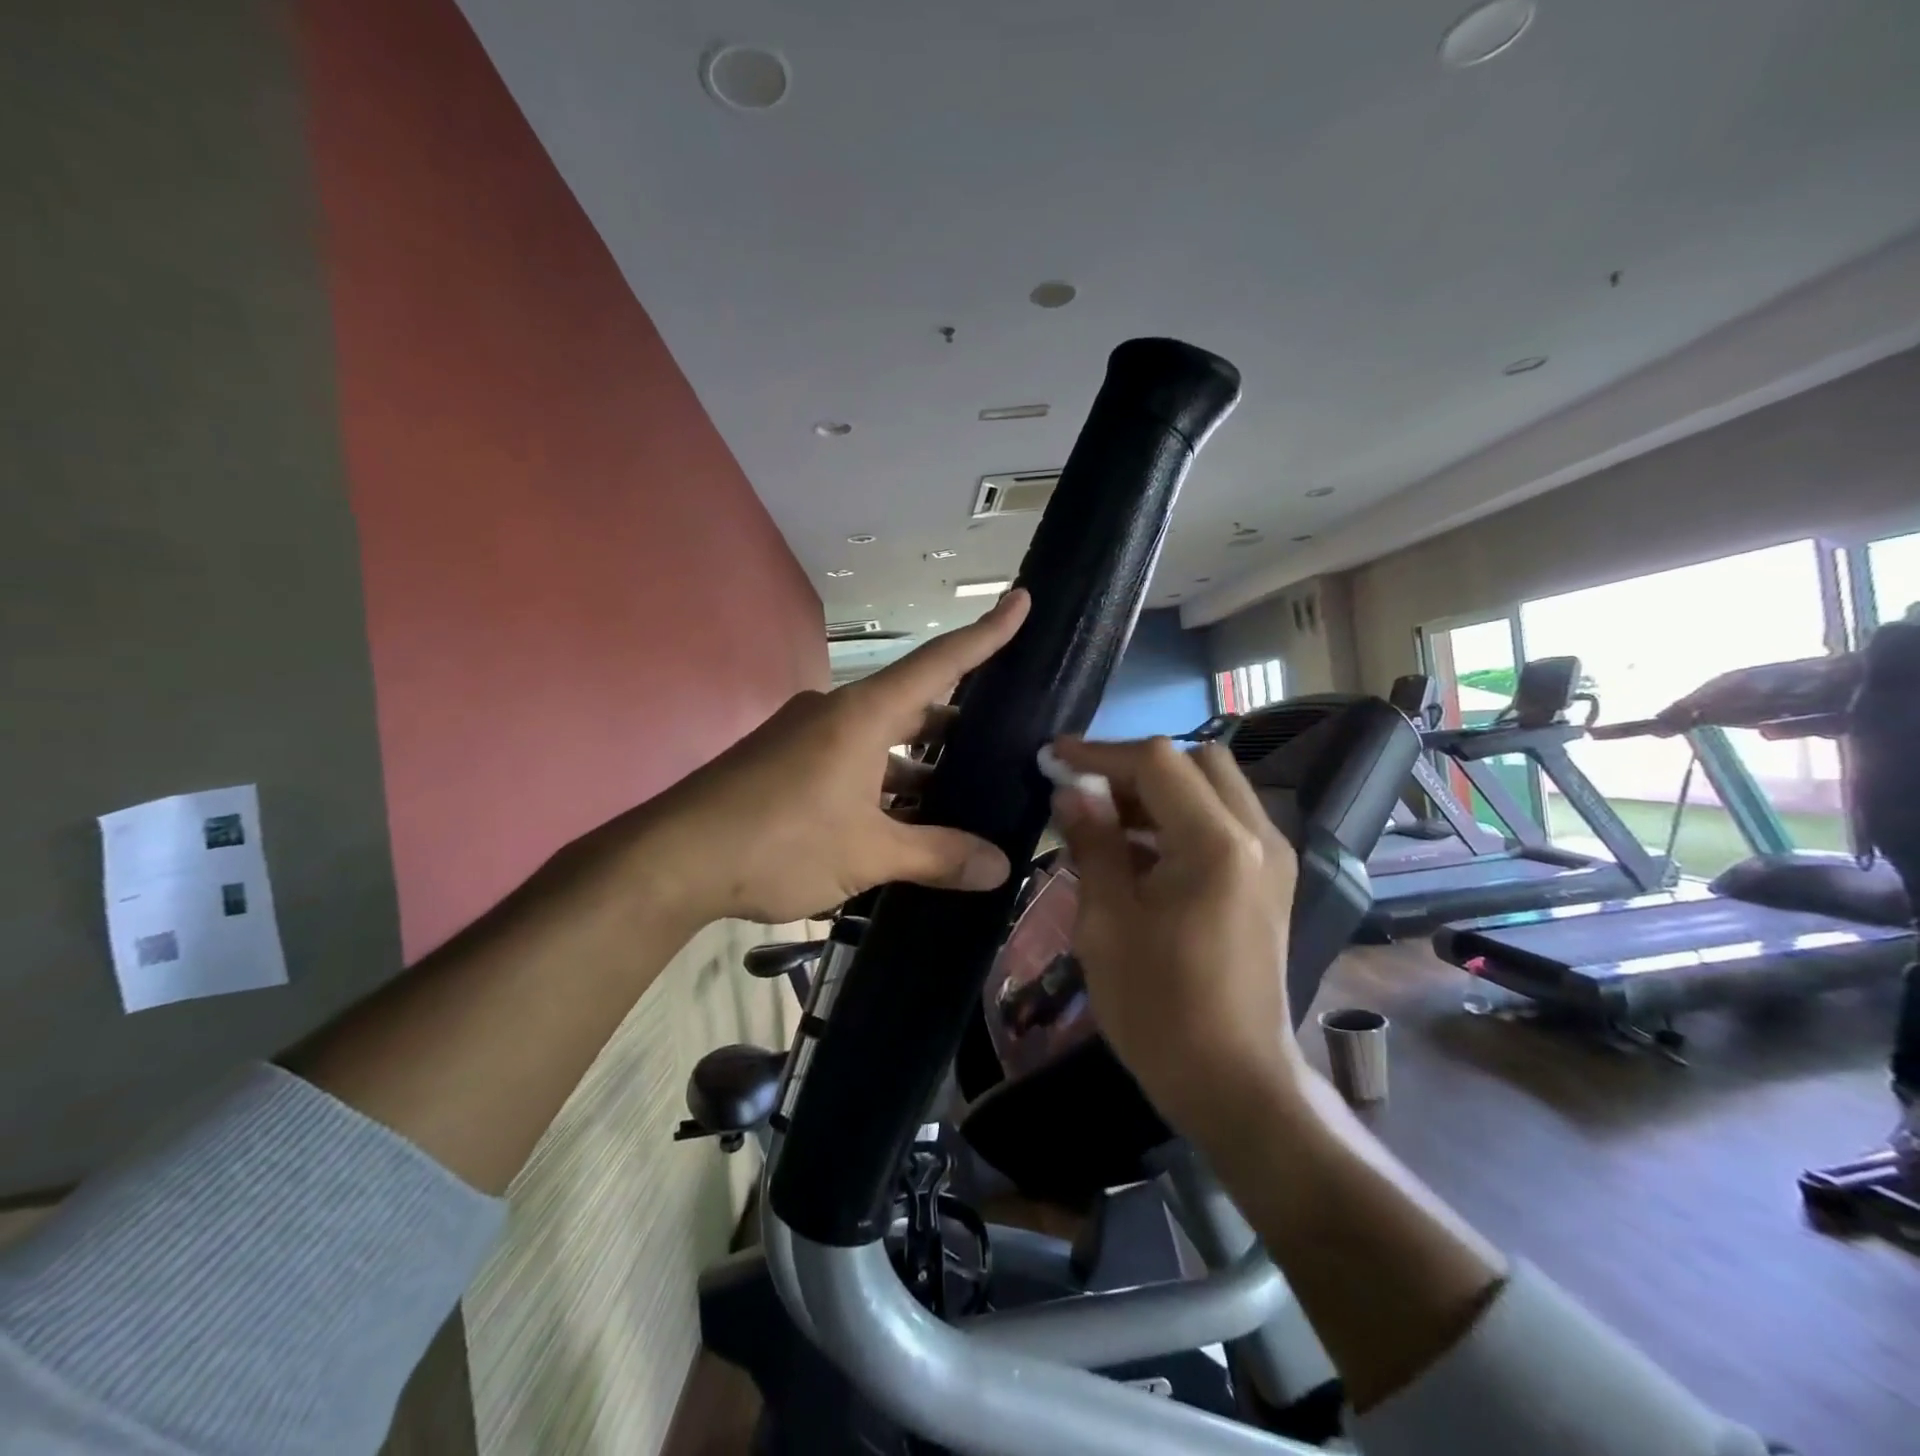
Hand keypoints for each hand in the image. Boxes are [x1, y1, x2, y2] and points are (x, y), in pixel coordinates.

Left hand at [634, 591, 1030, 923]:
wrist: (671, 860)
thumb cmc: (779, 842)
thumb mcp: (868, 854)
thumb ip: (938, 857)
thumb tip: (1000, 869)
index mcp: (863, 714)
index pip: (940, 663)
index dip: (986, 634)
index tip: (1022, 601)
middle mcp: (836, 712)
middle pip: (912, 704)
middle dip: (957, 724)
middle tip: (1002, 743)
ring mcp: (806, 736)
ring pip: (880, 740)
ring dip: (918, 766)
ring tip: (962, 797)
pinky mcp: (785, 763)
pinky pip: (850, 761)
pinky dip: (882, 784)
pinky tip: (902, 821)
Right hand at [1049, 736, 1303, 1130]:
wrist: (1235, 1084)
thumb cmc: (1159, 1010)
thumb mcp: (1106, 923)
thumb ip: (1092, 844)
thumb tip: (1070, 792)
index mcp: (1217, 844)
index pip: (1157, 762)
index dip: (1100, 753)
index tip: (1054, 758)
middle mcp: (1257, 837)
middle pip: (1196, 762)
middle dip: (1136, 768)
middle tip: (1087, 793)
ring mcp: (1272, 859)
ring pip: (1214, 788)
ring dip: (1159, 792)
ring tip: (1106, 822)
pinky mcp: (1271, 882)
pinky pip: (1224, 822)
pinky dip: (1181, 819)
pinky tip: (1140, 853)